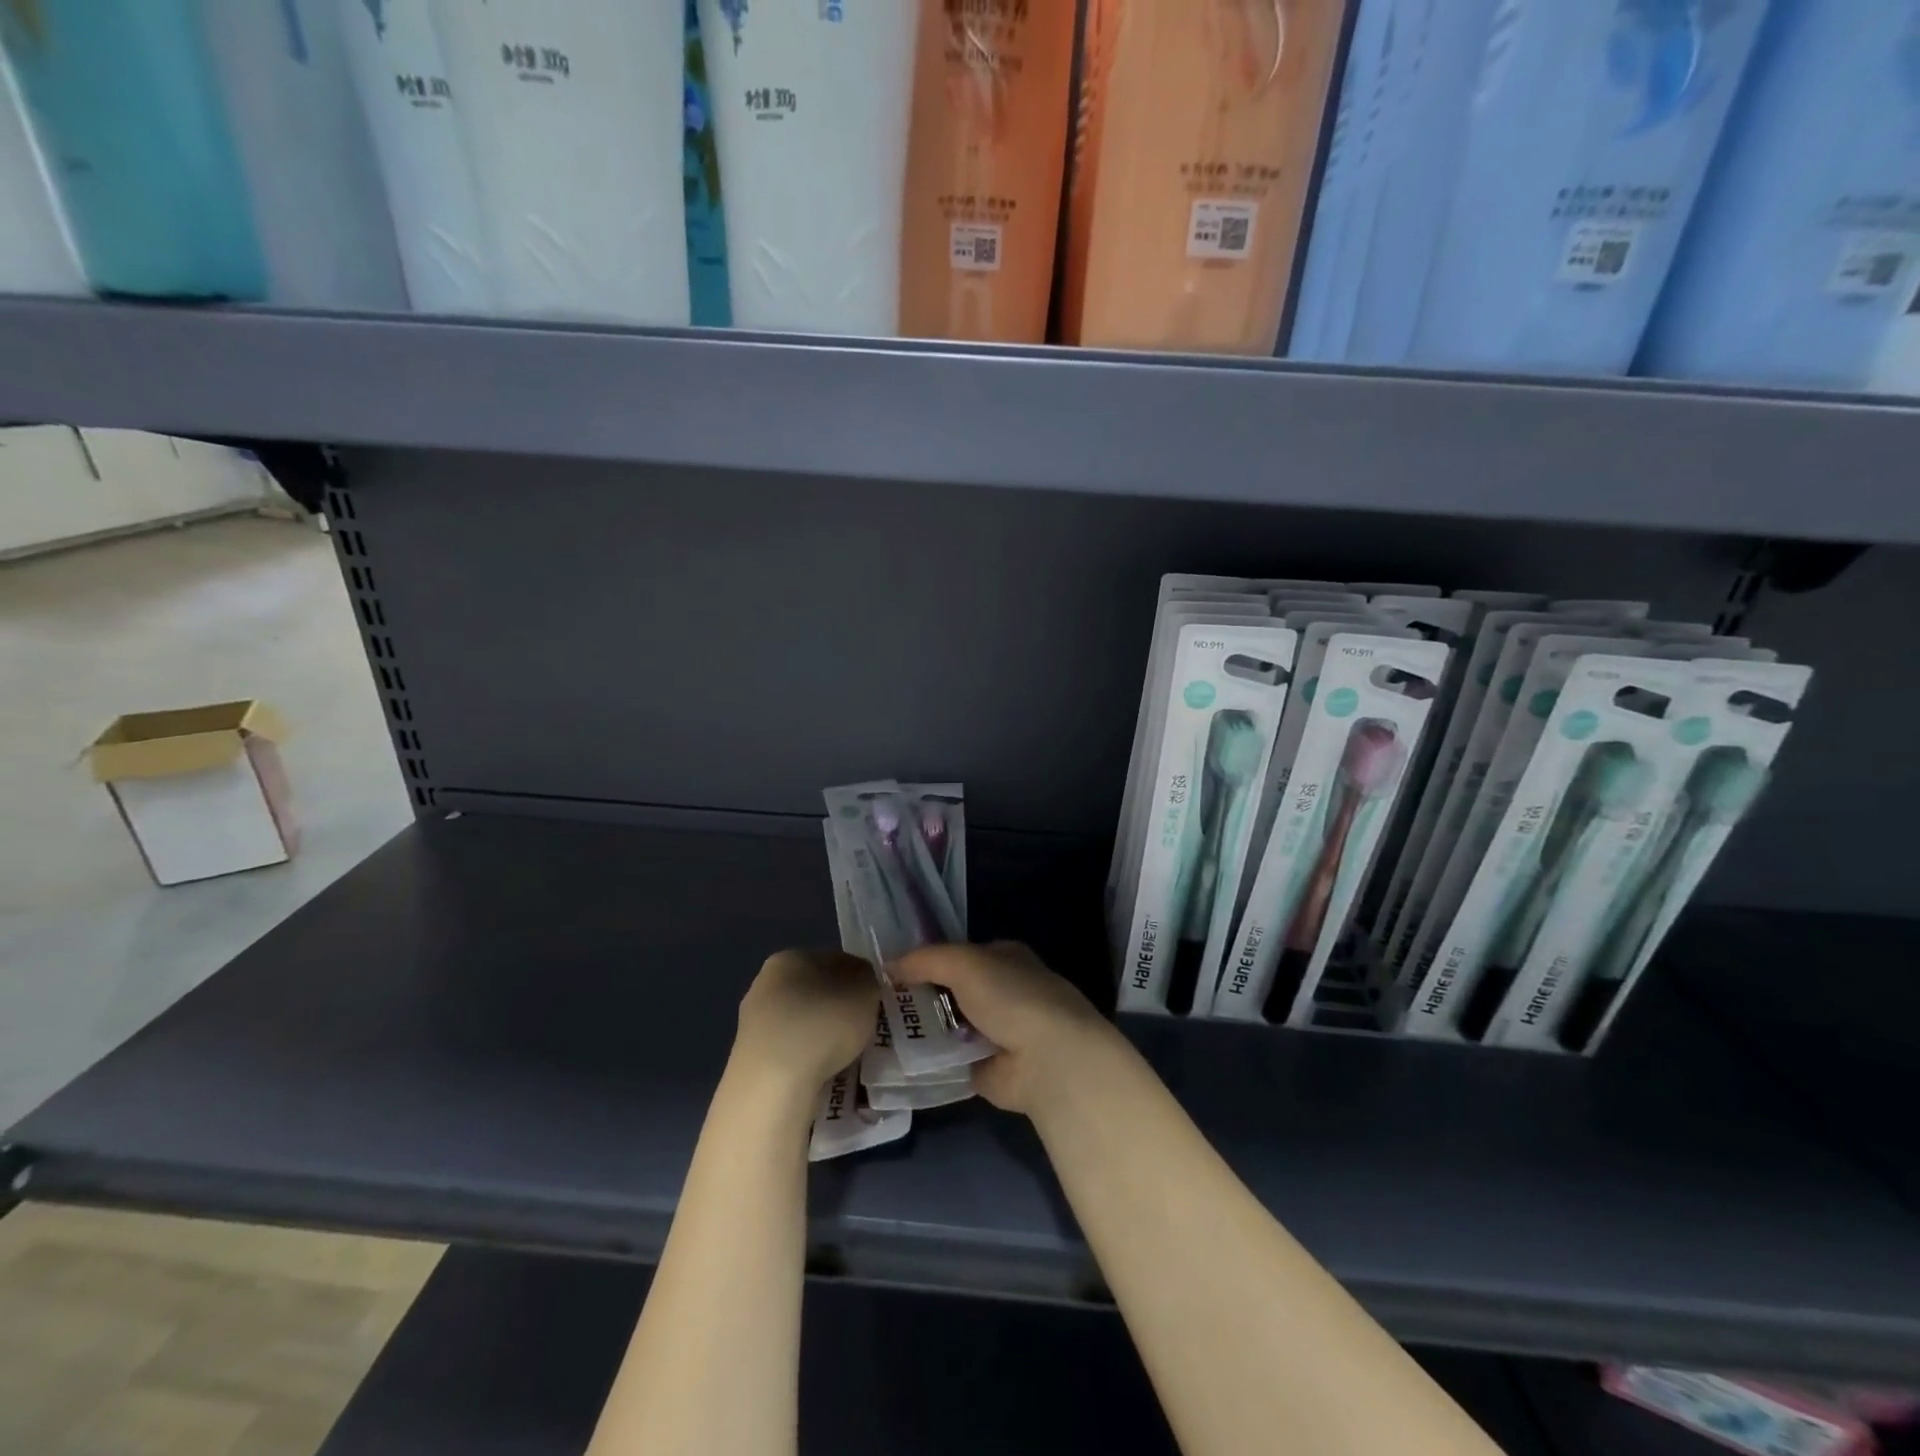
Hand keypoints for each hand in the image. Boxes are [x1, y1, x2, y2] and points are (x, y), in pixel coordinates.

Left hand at [732, 949, 876, 1097]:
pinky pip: (791, 1052)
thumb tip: (860, 982)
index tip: (873, 1002)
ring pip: (802, 1023)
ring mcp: (753, 1022)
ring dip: (822, 1036)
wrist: (773, 1084)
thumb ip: (868, 979)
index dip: (859, 979)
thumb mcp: (865, 989)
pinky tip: (822, 1075)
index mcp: (790, 957)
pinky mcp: (750, 1058)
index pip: (834, 960)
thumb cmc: (824, 1023)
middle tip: (862, 1030)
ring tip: (845, 1058)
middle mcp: (765, 983)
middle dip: (838, 1009)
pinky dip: (807, 1060)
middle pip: (815, 992)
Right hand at [894, 942, 1119, 1114]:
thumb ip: (925, 960)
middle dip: (922, 996)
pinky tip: (898, 1059)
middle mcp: (1005, 992)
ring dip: (924, 1029)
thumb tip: (887, 965)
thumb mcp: (964, 963)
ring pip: (950, 1025)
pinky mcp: (990, 1068)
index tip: (892, 970)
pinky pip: (952, 1060)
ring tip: (879, 1031)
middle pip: (954, 990)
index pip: (960, 954)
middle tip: (878, 1003)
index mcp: (1005, 958)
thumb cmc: (1011, 997)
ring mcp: (998, 1032)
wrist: (1047, 1060)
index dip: (928, 960)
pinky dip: (931, 1061)